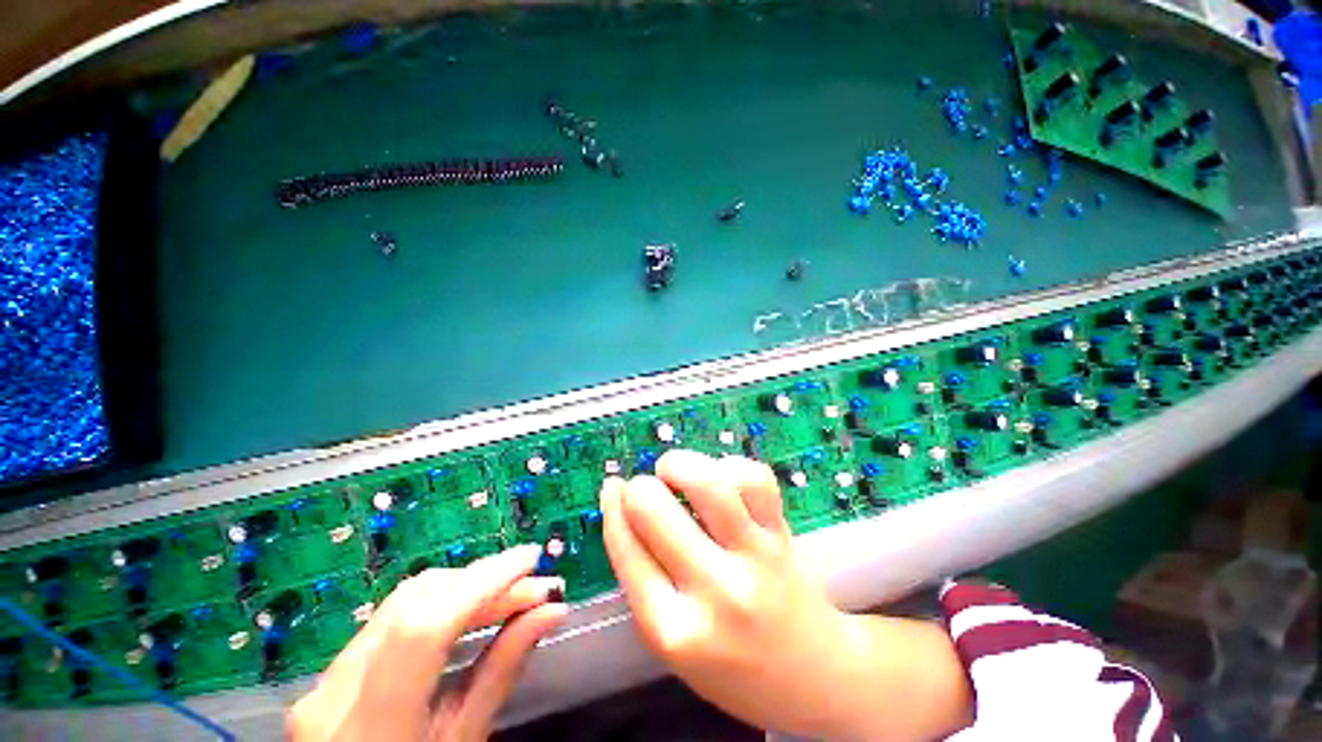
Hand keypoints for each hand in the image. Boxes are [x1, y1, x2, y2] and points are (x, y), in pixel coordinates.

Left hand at [288, 545, 566, 741]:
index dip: (484, 583)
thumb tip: (552, 611)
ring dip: (466, 588)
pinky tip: (472, 608)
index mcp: (371, 726)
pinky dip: (441, 603)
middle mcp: (335, 691)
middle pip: (416, 601)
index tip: (532, 557)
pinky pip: (393, 617)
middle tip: (533, 584)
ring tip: (512, 593)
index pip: (426, 627)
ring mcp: (325, 679)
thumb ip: (501, 674)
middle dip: (484, 581)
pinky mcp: (331, 672)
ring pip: (404, 601)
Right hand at [600, 450, 970, 740]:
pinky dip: (729, 467)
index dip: (612, 506)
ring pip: (705, 482)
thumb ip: (642, 576)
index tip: (613, 486)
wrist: (812, 677)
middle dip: (639, 486)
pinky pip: (752, 477)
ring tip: (675, 472)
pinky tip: (720, 481)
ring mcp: (753, 558)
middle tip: (647, 489)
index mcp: (671, 629)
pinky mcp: (782, 534)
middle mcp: (713, 590)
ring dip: (679, 464)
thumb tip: (620, 503)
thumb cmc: (730, 664)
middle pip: (653, 507)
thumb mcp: (671, 639)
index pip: (624, 546)